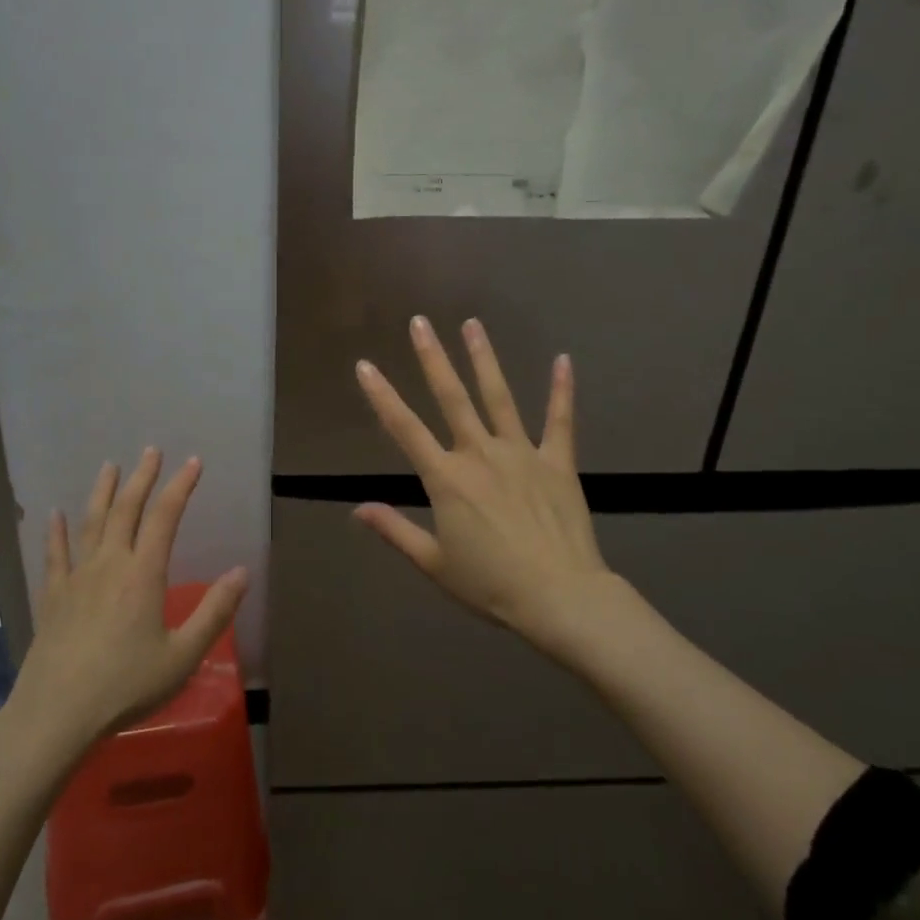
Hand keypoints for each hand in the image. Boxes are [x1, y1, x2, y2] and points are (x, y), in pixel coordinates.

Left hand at [10, 449, 247, 753]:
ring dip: (103, 492)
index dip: (181, 486)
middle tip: (151, 451)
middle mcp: (109, 564)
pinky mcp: (53, 596)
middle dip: (142, 478)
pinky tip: (55, 514)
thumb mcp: (183, 655)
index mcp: (143, 574)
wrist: (57, 713)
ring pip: (91, 523)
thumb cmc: (126, 685)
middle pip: (126, 510)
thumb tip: (242, 572)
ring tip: (110, 466)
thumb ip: (214, 612)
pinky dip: (56, 532)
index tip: (194, 462)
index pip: (165, 517)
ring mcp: (77, 577)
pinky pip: (55, 554)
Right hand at [354, 317, 633, 665]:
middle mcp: (480, 454)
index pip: (404, 428)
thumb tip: (357, 508)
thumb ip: (395, 530)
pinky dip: (562, 390)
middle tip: (420, 322)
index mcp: (446, 479)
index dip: (382, 396)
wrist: (560, 598)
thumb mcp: (434, 563)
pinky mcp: (557, 462)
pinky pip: (560, 420)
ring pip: (498, 397)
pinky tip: (563, 360)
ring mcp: (521, 454)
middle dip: (433, 357)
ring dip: (484, 359)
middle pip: (452, 397)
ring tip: (472, 325)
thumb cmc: (491, 585)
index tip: (365, 365)